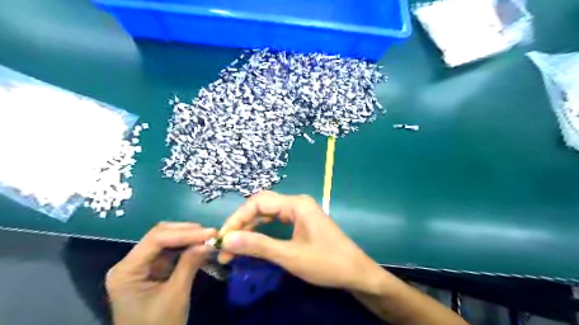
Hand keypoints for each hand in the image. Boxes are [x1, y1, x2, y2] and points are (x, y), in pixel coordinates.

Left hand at [106, 223, 217, 324]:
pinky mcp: (152, 270)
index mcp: (126, 270)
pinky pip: (171, 251)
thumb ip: (189, 264)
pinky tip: (201, 246)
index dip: (185, 233)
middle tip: (211, 234)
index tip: (210, 233)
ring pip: (166, 240)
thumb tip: (209, 242)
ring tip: (209, 238)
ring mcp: (141, 265)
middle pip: (159, 235)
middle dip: (187, 232)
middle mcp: (130, 263)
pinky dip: (187, 247)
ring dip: (188, 238)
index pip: (156, 240)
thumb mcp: (175, 295)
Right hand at [219, 191, 385, 293]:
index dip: (237, 218)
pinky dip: (262, 231)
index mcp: (296, 204)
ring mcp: (300, 213)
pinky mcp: (301, 223)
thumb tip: (227, 238)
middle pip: (262, 206)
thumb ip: (259, 246)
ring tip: (234, 246)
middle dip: (242, 223)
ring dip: (250, 228)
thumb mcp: (290, 256)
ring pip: (268, 214)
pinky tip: (252, 242)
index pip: (258, 203)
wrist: (356, 272)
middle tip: (226, 243)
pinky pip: (276, 222)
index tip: (222, 237)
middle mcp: (297, 203)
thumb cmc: (326, 262)